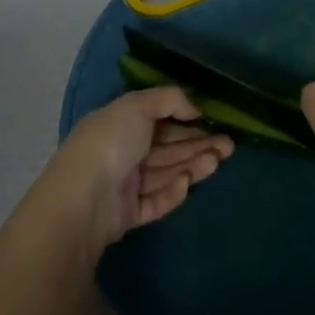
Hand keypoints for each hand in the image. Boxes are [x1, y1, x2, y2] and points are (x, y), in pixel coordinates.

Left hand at [37, 89, 232, 257]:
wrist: (84, 197)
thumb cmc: (111, 142)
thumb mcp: (138, 106)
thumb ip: (169, 100)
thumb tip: (195, 107)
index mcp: (119, 124)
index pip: (158, 120)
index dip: (187, 120)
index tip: (215, 122)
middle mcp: (122, 152)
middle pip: (166, 148)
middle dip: (198, 145)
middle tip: (230, 145)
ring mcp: (124, 185)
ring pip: (165, 173)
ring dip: (192, 165)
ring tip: (218, 160)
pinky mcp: (128, 214)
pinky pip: (156, 201)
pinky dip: (173, 192)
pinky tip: (187, 183)